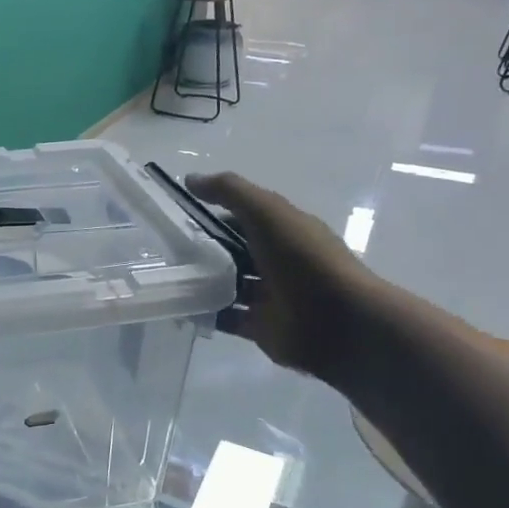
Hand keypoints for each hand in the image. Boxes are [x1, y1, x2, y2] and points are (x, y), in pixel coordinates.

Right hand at [185, 172, 381, 379]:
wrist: (341, 323)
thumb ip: (230, 192)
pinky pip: (228, 318)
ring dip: (203, 282)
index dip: (215, 215)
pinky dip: (207, 313)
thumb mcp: (267, 213)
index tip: (181, 218)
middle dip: (205, 251)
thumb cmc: (304, 261)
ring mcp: (271, 297)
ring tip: (170, 278)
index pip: (245, 219)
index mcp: (286, 231)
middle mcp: (279, 262)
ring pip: (229, 285)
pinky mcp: (262, 328)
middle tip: (167, 251)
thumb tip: (190, 179)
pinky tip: (183, 306)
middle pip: (234, 253)